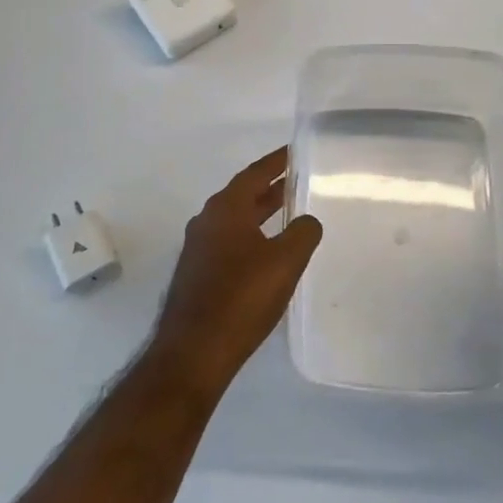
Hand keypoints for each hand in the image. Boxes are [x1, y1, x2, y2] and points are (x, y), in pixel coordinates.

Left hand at [149, 147, 322, 393]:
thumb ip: (303, 233)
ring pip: (235, 220)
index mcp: (225, 209)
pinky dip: (251, 236)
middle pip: (243, 195)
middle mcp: (207, 221)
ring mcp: (198, 248)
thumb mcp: (285, 261)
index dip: (277, 162)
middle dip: (270, 187)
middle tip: (298, 180)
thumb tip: (308, 220)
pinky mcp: (197, 274)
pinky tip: (267, 253)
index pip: (254, 174)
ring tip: (288, 212)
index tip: (295, 151)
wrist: (194, 351)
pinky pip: (229, 242)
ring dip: (260, 213)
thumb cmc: (241, 298)